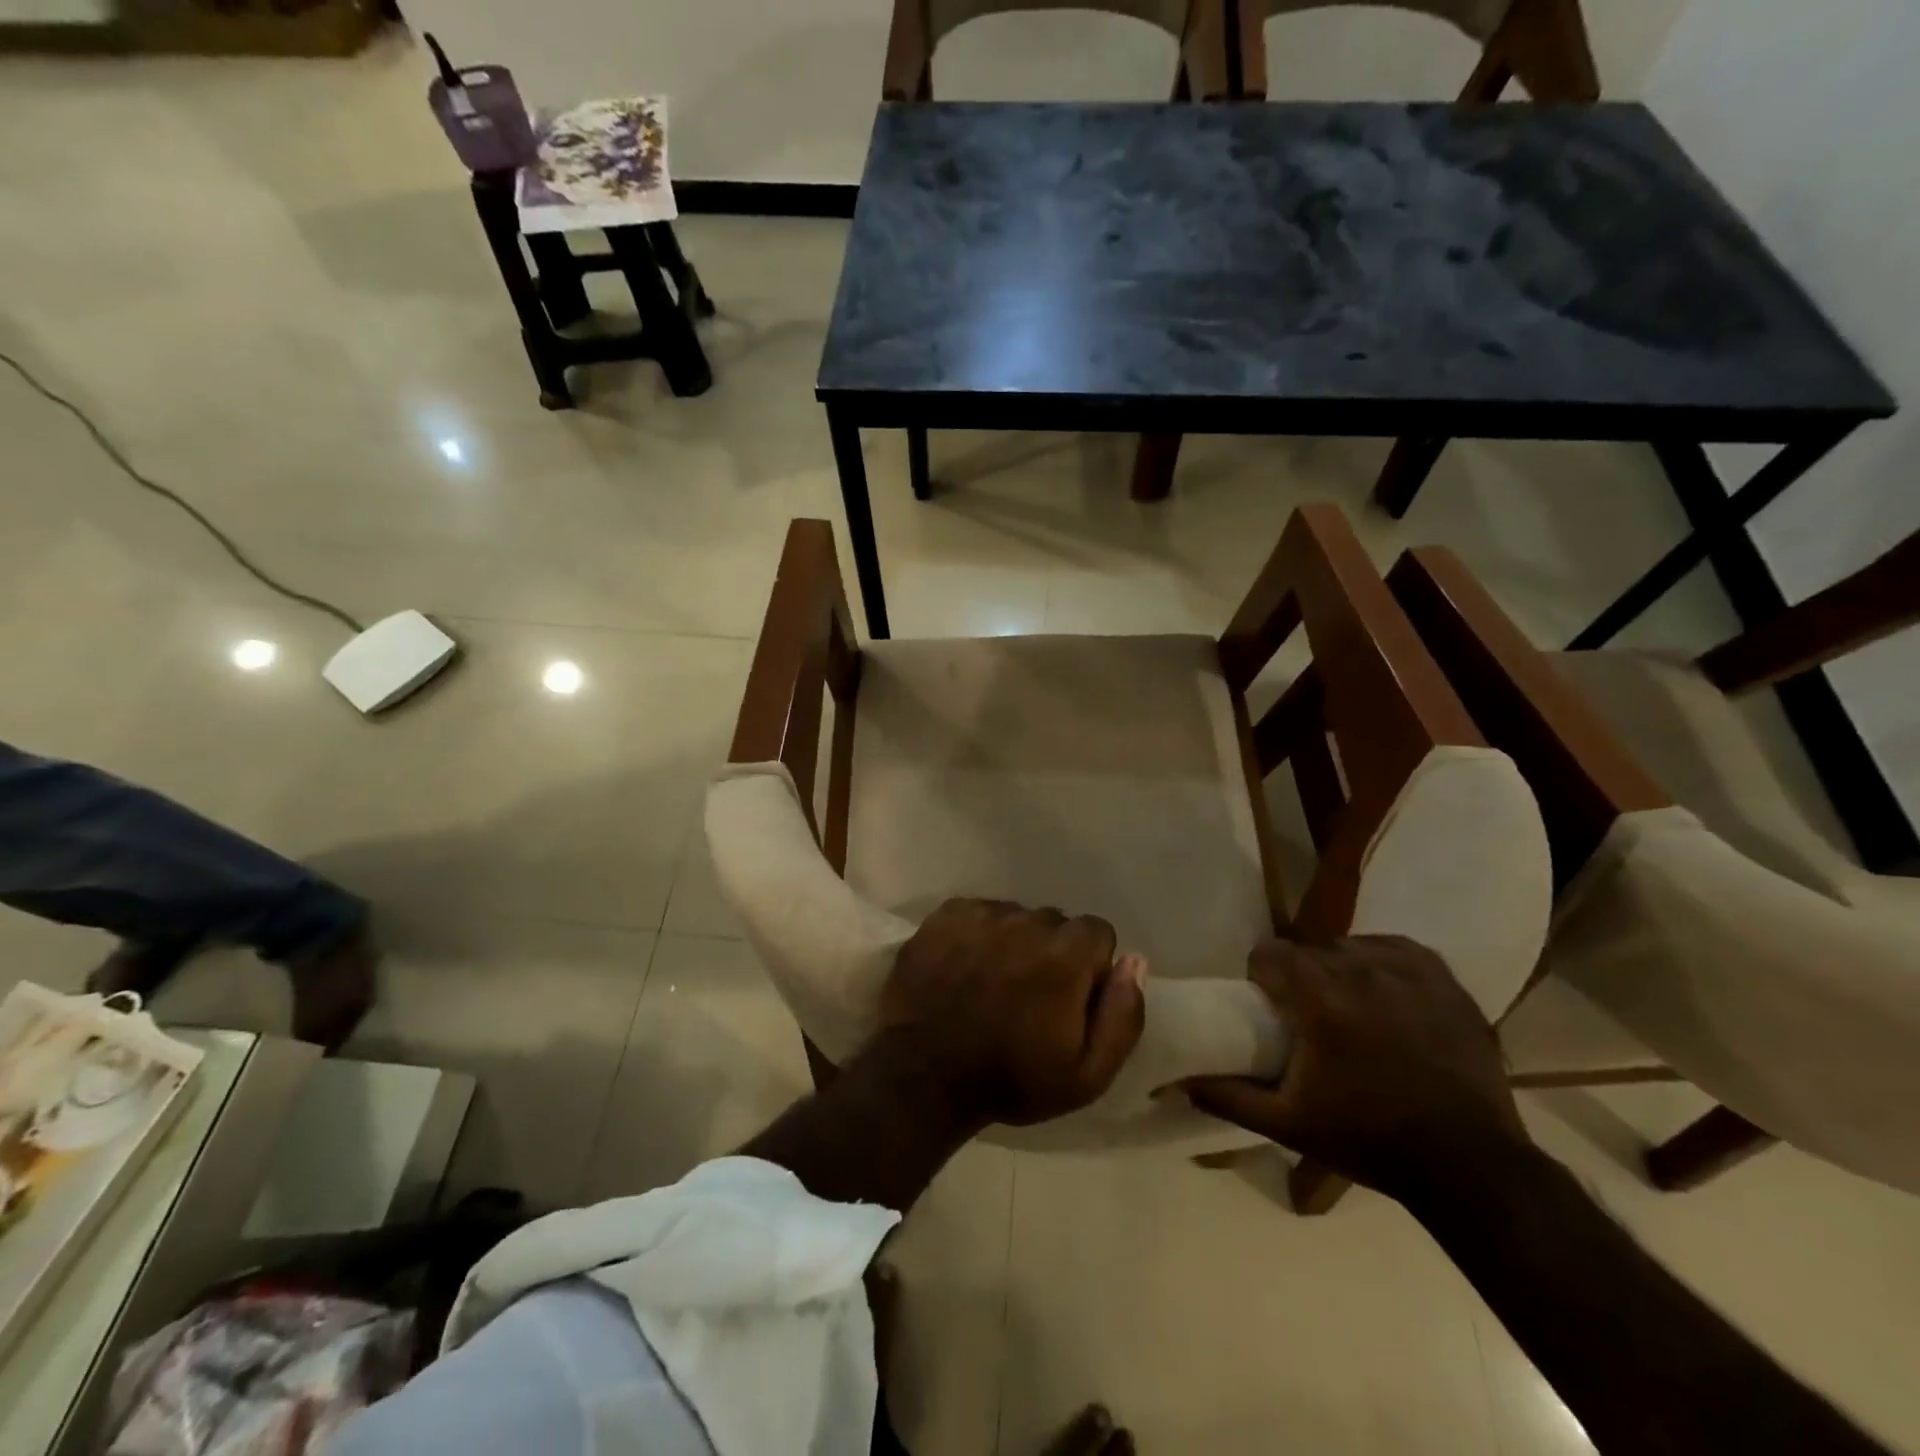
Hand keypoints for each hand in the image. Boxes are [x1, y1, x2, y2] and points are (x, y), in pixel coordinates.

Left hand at [878, 898, 1145, 1127]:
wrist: (923, 1076)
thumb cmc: (1011, 1079)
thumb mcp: (1087, 1074)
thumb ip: (1123, 1015)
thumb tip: (1134, 961)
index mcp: (1066, 956)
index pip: (1097, 931)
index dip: (1089, 965)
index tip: (1070, 996)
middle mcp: (1027, 922)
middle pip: (1054, 922)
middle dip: (1051, 950)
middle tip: (1028, 992)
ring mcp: (982, 915)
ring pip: (1015, 915)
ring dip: (1013, 940)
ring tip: (992, 980)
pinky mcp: (946, 915)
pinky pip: (978, 912)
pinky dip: (977, 933)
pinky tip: (964, 966)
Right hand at [1185, 935, 1527, 1199]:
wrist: (1471, 1165)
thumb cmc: (1369, 1140)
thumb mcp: (1288, 1125)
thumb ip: (1227, 1096)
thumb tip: (1180, 1079)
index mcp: (1320, 1000)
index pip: (1270, 953)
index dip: (1262, 975)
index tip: (1270, 1005)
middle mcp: (1361, 971)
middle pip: (1310, 950)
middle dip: (1301, 976)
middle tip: (1309, 1016)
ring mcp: (1408, 971)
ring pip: (1350, 946)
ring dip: (1340, 969)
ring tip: (1351, 1008)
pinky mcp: (1444, 978)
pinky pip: (1394, 948)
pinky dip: (1382, 963)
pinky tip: (1386, 994)